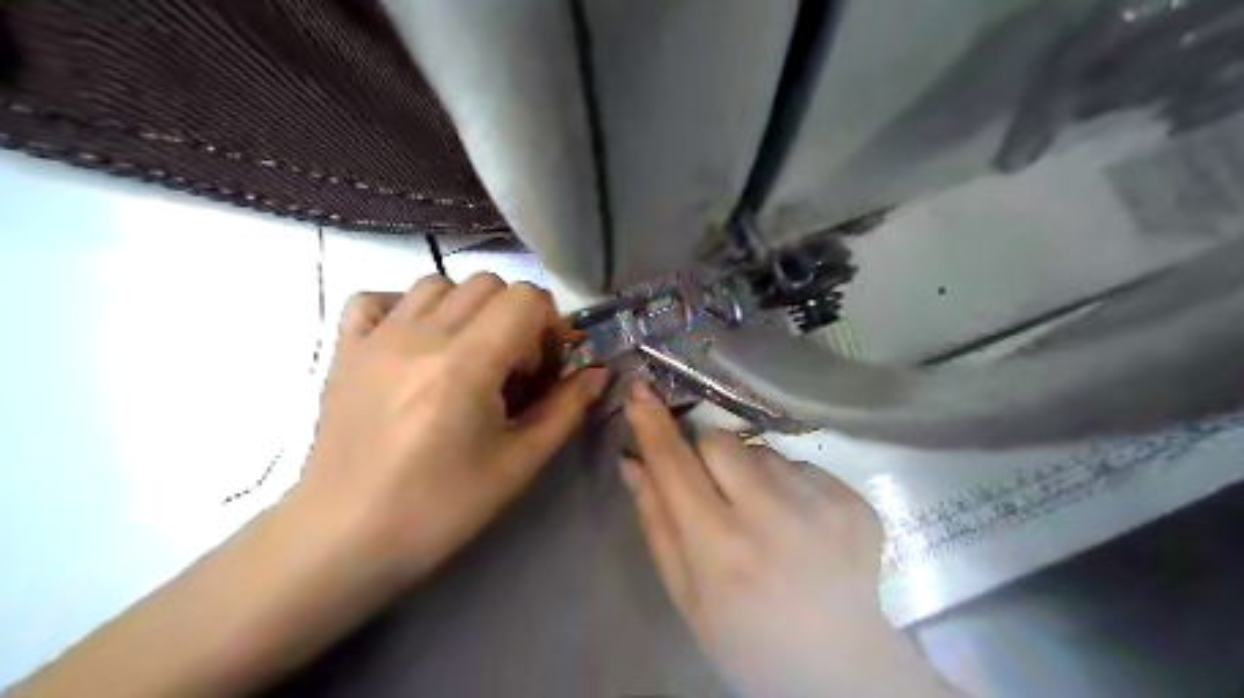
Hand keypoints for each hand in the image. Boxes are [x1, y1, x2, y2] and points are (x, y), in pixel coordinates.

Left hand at [297, 273, 612, 582]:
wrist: (344, 538)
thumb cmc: (439, 508)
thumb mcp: (518, 464)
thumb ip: (565, 410)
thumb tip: (598, 373)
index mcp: (465, 363)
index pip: (525, 298)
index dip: (549, 325)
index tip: (545, 367)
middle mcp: (420, 335)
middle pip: (488, 283)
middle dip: (515, 316)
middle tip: (513, 366)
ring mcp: (376, 337)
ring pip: (438, 284)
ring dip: (467, 309)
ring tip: (469, 354)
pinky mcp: (346, 349)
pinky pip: (378, 300)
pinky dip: (405, 308)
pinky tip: (415, 343)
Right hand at [622, 383, 942, 697]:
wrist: (839, 670)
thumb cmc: (746, 640)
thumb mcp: (686, 595)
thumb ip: (657, 523)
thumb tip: (632, 460)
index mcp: (721, 549)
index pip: (675, 465)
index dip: (652, 423)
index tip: (639, 388)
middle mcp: (773, 518)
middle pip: (721, 440)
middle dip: (706, 455)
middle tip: (715, 491)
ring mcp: (822, 506)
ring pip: (763, 452)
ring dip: (752, 474)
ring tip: (765, 520)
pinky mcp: (854, 502)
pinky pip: (802, 466)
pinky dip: (791, 486)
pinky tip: (800, 527)